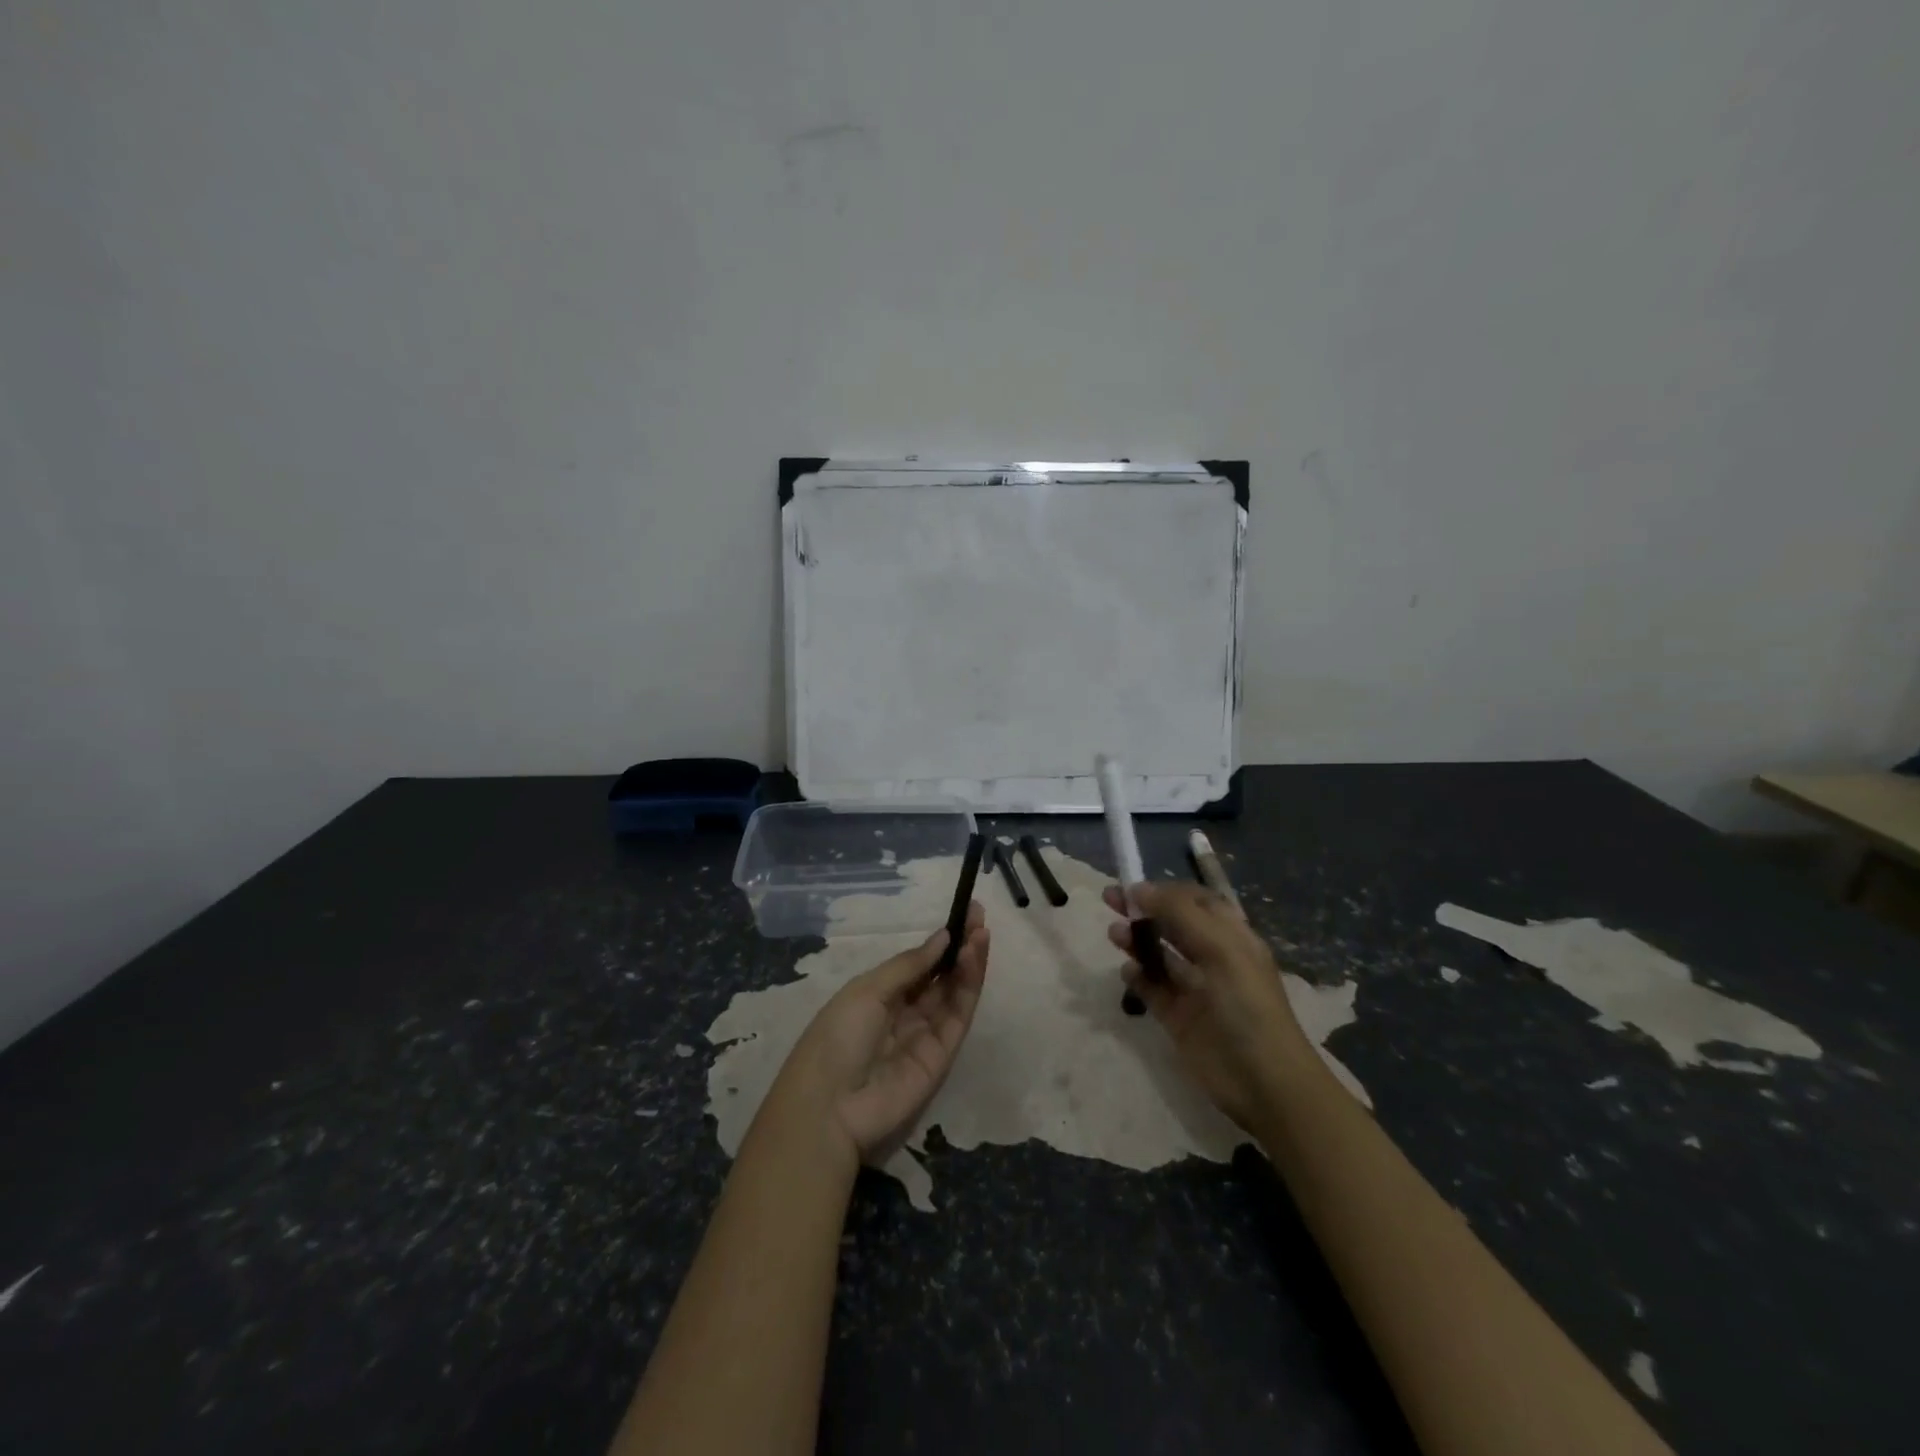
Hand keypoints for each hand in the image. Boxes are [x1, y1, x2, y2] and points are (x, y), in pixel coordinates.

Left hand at [759, 904, 990, 1166]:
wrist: (829, 1107)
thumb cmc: (837, 1037)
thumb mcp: (867, 990)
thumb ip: (910, 965)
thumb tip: (943, 937)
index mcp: (879, 996)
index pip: (919, 964)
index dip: (940, 941)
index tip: (964, 913)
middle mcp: (904, 1013)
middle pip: (940, 976)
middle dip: (960, 946)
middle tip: (980, 917)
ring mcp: (925, 1036)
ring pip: (954, 993)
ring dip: (969, 962)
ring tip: (981, 933)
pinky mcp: (942, 1057)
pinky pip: (958, 1016)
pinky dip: (968, 987)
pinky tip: (971, 959)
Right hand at [1104, 881, 1316, 1130]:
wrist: (1263, 1081)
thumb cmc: (1247, 1004)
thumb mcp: (1220, 948)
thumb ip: (1179, 914)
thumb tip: (1139, 889)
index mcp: (1231, 936)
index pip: (1195, 901)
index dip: (1165, 890)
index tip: (1132, 885)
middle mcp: (1212, 957)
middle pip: (1171, 924)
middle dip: (1143, 910)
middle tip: (1109, 899)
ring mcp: (1193, 989)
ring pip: (1159, 955)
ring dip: (1136, 940)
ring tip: (1113, 935)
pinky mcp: (1177, 1017)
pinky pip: (1151, 989)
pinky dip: (1137, 978)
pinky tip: (1127, 972)